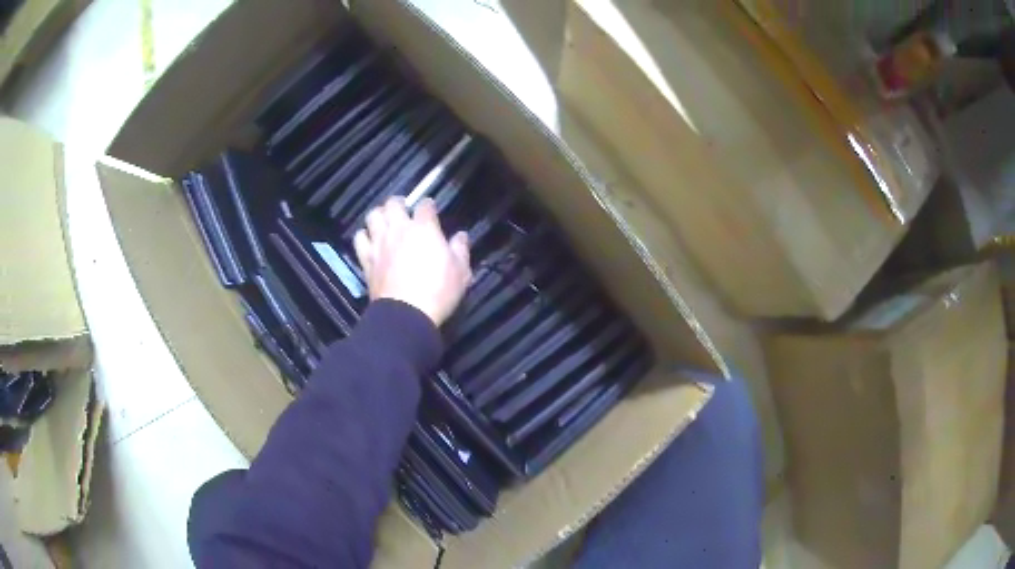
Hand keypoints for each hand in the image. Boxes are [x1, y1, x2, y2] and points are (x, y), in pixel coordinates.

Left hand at [353, 197, 471, 326]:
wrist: (406, 313)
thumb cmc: (438, 291)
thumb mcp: (461, 272)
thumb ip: (460, 250)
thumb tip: (461, 236)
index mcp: (424, 228)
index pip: (425, 205)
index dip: (428, 205)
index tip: (431, 209)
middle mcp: (399, 229)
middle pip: (393, 203)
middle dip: (399, 203)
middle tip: (404, 209)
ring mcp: (379, 243)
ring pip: (373, 215)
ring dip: (380, 215)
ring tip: (385, 221)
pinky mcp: (366, 258)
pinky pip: (359, 238)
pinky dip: (364, 235)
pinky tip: (370, 241)